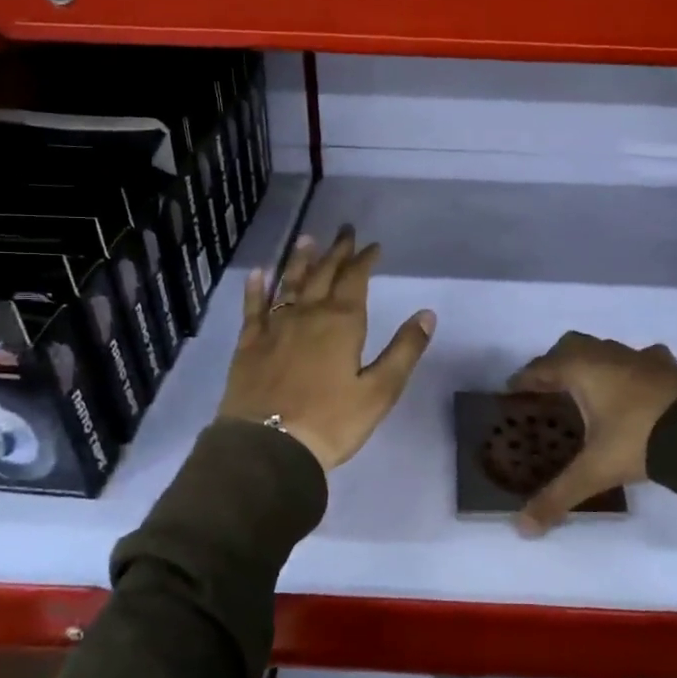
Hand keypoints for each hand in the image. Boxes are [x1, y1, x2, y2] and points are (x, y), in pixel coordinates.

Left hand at [218, 227, 435, 470]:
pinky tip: (258, 273)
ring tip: (307, 239)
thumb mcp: (380, 391)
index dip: (365, 260)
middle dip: (336, 251)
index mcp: (342, 323)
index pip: (356, 279)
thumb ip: (404, 350)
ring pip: (289, 283)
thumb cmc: (331, 422)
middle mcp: (308, 315)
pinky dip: (256, 288)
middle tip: (344, 230)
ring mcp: (274, 327)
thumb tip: (427, 314)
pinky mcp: (249, 345)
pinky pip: (254, 307)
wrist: (268, 447)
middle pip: (323, 274)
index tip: (373, 245)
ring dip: (300, 260)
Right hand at [508, 333, 676, 535]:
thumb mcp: (595, 470)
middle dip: (556, 364)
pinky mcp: (669, 367)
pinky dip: (630, 372)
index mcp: (581, 369)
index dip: (524, 380)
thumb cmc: (639, 438)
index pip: (541, 368)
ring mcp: (641, 357)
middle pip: (571, 347)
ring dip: (593, 366)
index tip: (511, 391)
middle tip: (548, 390)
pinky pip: (640, 361)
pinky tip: (636, 390)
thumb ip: (558, 496)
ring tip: (589, 392)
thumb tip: (522, 529)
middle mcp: (607, 355)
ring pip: (606, 351)